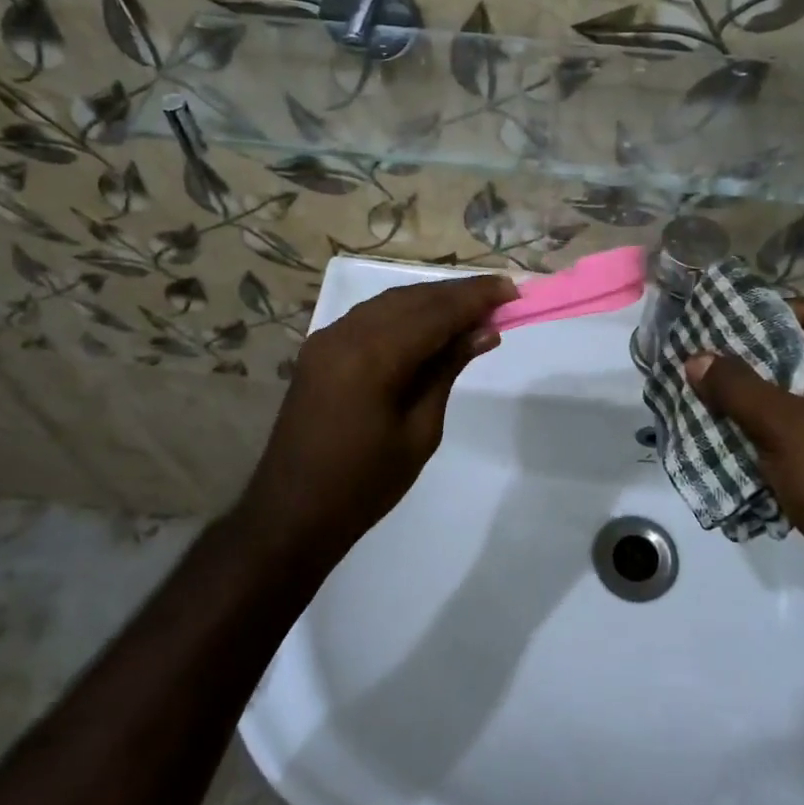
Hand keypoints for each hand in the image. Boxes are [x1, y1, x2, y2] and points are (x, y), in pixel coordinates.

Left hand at [243, 273, 516, 559]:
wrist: (291, 514)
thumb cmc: (364, 485)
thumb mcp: (420, 431)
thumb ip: (447, 371)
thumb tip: (483, 332)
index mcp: (372, 358)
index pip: (435, 312)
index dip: (476, 298)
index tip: (512, 290)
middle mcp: (346, 334)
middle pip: (412, 298)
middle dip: (457, 294)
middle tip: (500, 295)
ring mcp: (326, 339)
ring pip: (389, 303)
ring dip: (431, 300)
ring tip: (472, 308)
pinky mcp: (319, 350)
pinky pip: (369, 318)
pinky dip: (403, 313)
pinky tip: (429, 324)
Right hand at [685, 297, 803, 610]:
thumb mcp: (783, 425)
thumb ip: (737, 387)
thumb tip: (697, 358)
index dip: (772, 309)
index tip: (725, 323)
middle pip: (794, 353)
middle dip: (745, 357)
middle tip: (699, 359)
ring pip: (785, 396)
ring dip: (745, 398)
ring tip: (698, 396)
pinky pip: (786, 433)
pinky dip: (755, 431)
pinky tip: (719, 437)